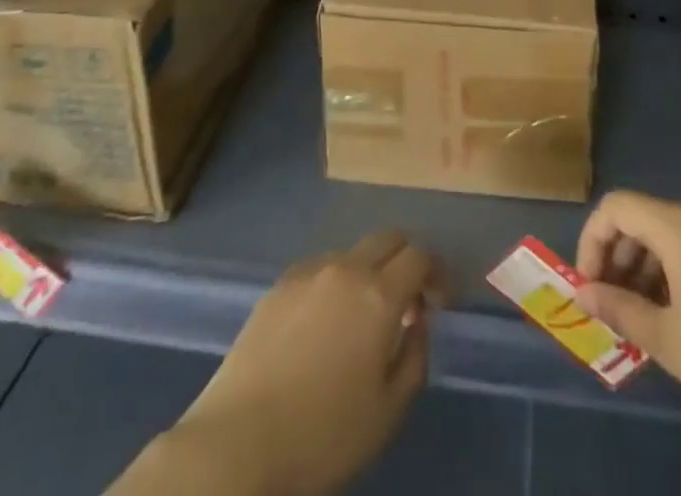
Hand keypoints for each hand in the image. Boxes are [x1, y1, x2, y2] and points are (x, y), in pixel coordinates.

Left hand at [128, 230, 445, 495]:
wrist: (239, 441)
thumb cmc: (323, 435)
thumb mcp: (388, 411)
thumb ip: (414, 356)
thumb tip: (417, 321)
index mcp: (378, 294)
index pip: (419, 256)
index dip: (437, 272)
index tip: (441, 301)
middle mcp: (346, 268)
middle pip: (388, 238)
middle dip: (406, 260)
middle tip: (410, 300)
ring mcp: (308, 272)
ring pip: (352, 252)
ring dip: (369, 272)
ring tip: (364, 318)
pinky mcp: (278, 284)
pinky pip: (320, 269)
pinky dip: (336, 283)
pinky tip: (325, 325)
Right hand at [574, 193, 680, 460]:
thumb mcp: (671, 341)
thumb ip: (621, 310)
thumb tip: (583, 292)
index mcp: (678, 223)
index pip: (616, 207)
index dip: (592, 242)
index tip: (589, 289)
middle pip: (642, 219)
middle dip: (618, 259)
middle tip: (611, 310)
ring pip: (669, 237)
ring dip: (646, 271)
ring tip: (644, 322)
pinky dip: (675, 275)